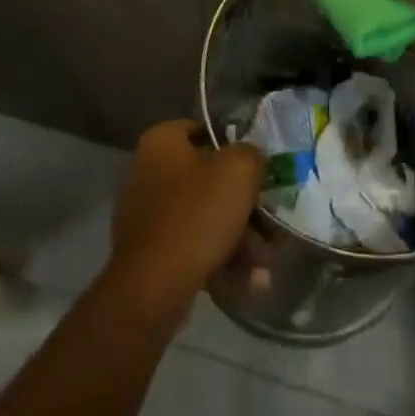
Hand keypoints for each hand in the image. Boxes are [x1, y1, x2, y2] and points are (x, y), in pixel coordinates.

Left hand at [109, 120, 263, 312]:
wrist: (153, 287)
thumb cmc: (197, 214)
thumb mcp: (239, 170)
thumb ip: (251, 154)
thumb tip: (250, 159)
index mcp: (161, 142)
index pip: (202, 128)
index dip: (233, 143)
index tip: (257, 165)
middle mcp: (147, 172)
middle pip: (207, 178)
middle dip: (243, 203)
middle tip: (268, 219)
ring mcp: (146, 215)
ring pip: (204, 216)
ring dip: (239, 238)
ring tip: (264, 262)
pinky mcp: (149, 254)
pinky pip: (193, 247)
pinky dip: (220, 259)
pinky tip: (250, 281)